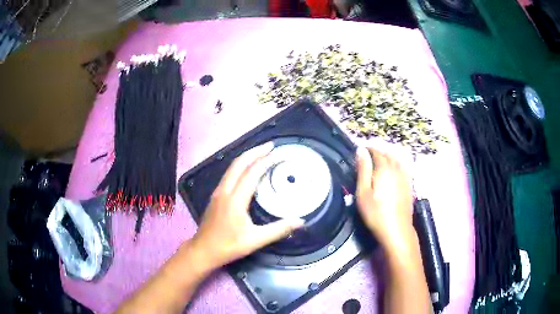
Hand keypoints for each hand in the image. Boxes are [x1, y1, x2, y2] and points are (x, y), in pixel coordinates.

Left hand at [191, 142, 304, 269]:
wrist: (203, 250)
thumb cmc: (228, 246)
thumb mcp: (255, 240)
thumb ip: (278, 230)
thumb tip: (300, 221)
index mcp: (235, 199)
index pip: (251, 173)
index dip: (265, 161)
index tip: (277, 153)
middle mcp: (225, 191)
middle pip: (238, 164)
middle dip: (254, 152)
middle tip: (270, 146)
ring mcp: (218, 192)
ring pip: (232, 167)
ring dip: (246, 157)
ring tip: (261, 153)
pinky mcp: (215, 196)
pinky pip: (228, 174)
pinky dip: (240, 166)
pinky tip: (247, 170)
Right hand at [355, 147, 414, 249]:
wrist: (397, 229)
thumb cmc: (376, 213)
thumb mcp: (363, 192)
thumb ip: (363, 170)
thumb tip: (361, 150)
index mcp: (384, 168)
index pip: (376, 152)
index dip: (368, 149)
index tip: (360, 150)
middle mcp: (396, 168)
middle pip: (387, 154)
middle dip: (378, 152)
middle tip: (367, 157)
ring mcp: (405, 176)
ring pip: (396, 160)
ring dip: (387, 157)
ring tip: (378, 162)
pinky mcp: (409, 184)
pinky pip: (403, 167)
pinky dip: (396, 165)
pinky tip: (392, 171)